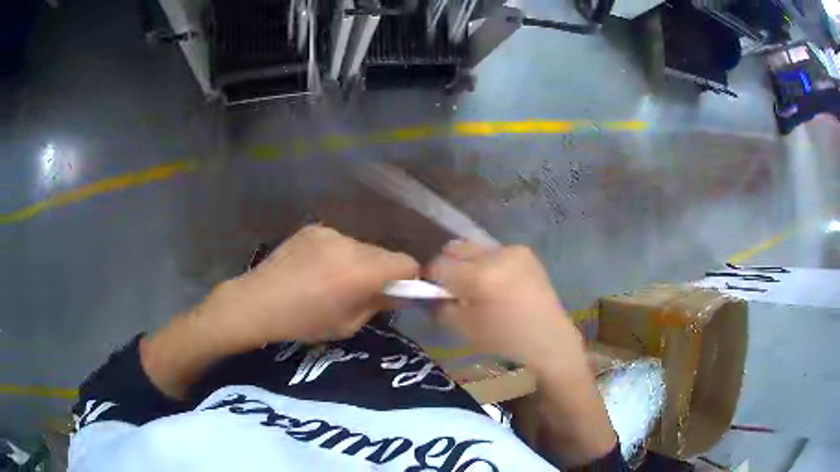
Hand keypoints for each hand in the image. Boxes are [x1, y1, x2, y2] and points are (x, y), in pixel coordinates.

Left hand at [207, 225, 418, 349]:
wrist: (258, 302)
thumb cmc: (304, 322)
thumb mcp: (348, 324)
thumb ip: (377, 304)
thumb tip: (396, 294)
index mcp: (362, 271)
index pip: (406, 263)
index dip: (408, 278)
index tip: (399, 291)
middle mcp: (351, 244)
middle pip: (383, 253)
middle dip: (381, 271)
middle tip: (363, 289)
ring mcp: (330, 233)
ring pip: (360, 247)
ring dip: (357, 262)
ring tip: (333, 279)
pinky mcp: (313, 229)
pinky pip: (338, 242)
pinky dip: (336, 254)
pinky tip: (315, 269)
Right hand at [427, 240, 583, 368]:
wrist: (548, 338)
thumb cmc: (505, 340)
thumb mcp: (464, 329)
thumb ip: (440, 307)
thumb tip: (428, 292)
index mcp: (480, 277)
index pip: (439, 266)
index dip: (431, 278)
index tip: (434, 291)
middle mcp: (496, 256)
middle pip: (455, 248)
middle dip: (448, 266)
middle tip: (454, 287)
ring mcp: (513, 250)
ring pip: (474, 248)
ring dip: (468, 263)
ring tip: (478, 285)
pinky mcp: (525, 251)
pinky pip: (494, 252)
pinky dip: (488, 264)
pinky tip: (498, 283)